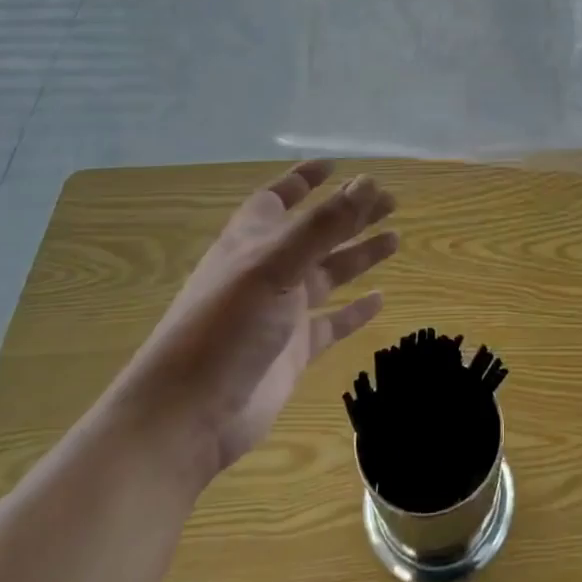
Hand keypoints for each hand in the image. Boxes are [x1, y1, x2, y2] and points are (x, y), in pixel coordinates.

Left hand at [117, 161, 398, 485]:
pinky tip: (381, 299)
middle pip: (315, 232)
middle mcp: (267, 270)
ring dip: (358, 255)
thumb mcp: (275, 265)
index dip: (304, 179)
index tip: (336, 165)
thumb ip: (323, 225)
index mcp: (251, 241)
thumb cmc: (224, 326)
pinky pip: (330, 324)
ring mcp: (280, 312)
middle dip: (349, 214)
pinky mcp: (293, 351)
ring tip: (395, 239)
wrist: (186, 417)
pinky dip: (354, 311)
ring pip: (328, 273)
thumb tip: (367, 182)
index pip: (279, 198)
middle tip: (390, 201)